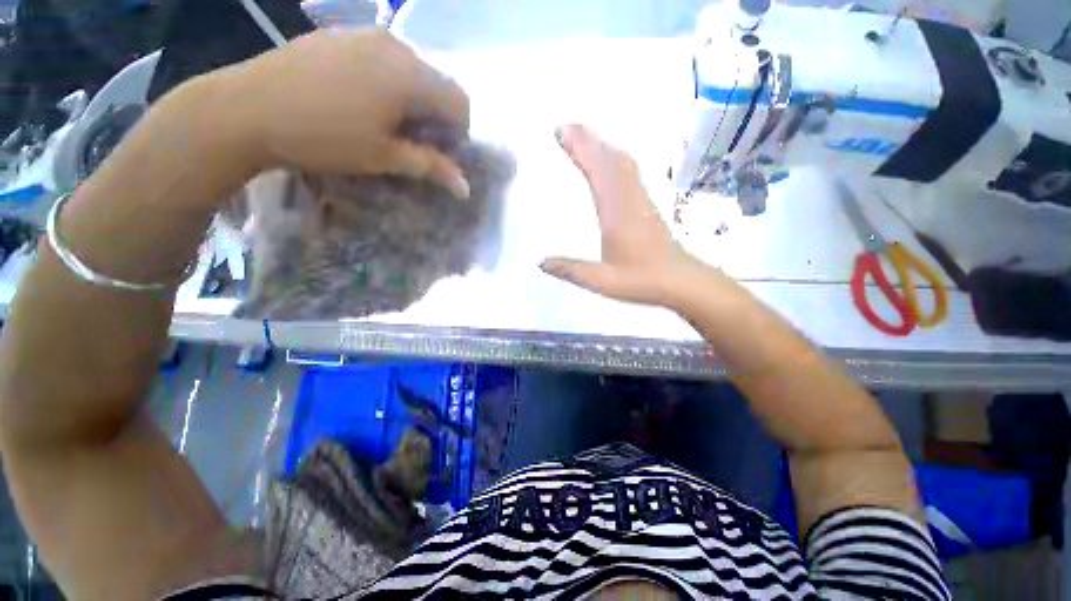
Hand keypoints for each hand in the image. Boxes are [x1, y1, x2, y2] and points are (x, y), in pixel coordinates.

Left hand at [219, 28, 470, 196]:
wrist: (246, 108)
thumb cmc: (323, 138)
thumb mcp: (384, 157)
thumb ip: (431, 166)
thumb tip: (465, 188)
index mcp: (409, 75)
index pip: (460, 102)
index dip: (459, 132)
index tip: (442, 153)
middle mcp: (395, 45)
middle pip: (438, 83)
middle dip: (437, 117)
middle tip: (415, 143)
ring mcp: (365, 34)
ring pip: (412, 70)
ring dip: (414, 100)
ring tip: (388, 124)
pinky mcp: (342, 34)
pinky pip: (384, 58)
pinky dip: (390, 83)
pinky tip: (365, 102)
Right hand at [541, 124, 707, 307]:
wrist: (681, 281)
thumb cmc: (642, 280)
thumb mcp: (601, 281)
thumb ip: (571, 270)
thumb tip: (541, 263)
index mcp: (616, 213)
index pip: (597, 171)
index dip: (580, 149)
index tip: (561, 132)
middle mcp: (629, 199)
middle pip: (609, 159)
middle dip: (588, 140)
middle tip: (566, 126)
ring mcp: (641, 201)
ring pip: (622, 163)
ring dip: (602, 146)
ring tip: (584, 137)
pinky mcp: (647, 206)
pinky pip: (630, 173)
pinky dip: (616, 159)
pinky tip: (611, 162)